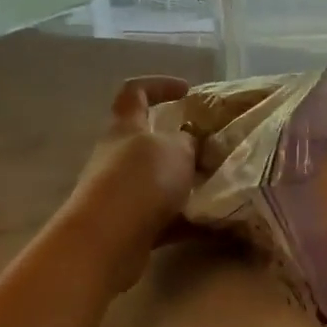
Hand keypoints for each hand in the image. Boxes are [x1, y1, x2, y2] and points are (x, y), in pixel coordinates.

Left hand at [56, 76, 197, 291]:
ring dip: (186, 183)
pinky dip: (186, 219)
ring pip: (158, 181)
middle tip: (212, 148)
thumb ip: (188, 141)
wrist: (107, 241)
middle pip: (148, 141)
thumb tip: (190, 141)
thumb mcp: (176, 150)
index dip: (159, 85)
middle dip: (181, 144)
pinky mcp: (129, 225)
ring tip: (219, 187)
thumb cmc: (141, 181)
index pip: (135, 92)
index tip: (188, 91)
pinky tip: (212, 223)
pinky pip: (163, 217)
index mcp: (126, 126)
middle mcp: (117, 156)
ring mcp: (120, 192)